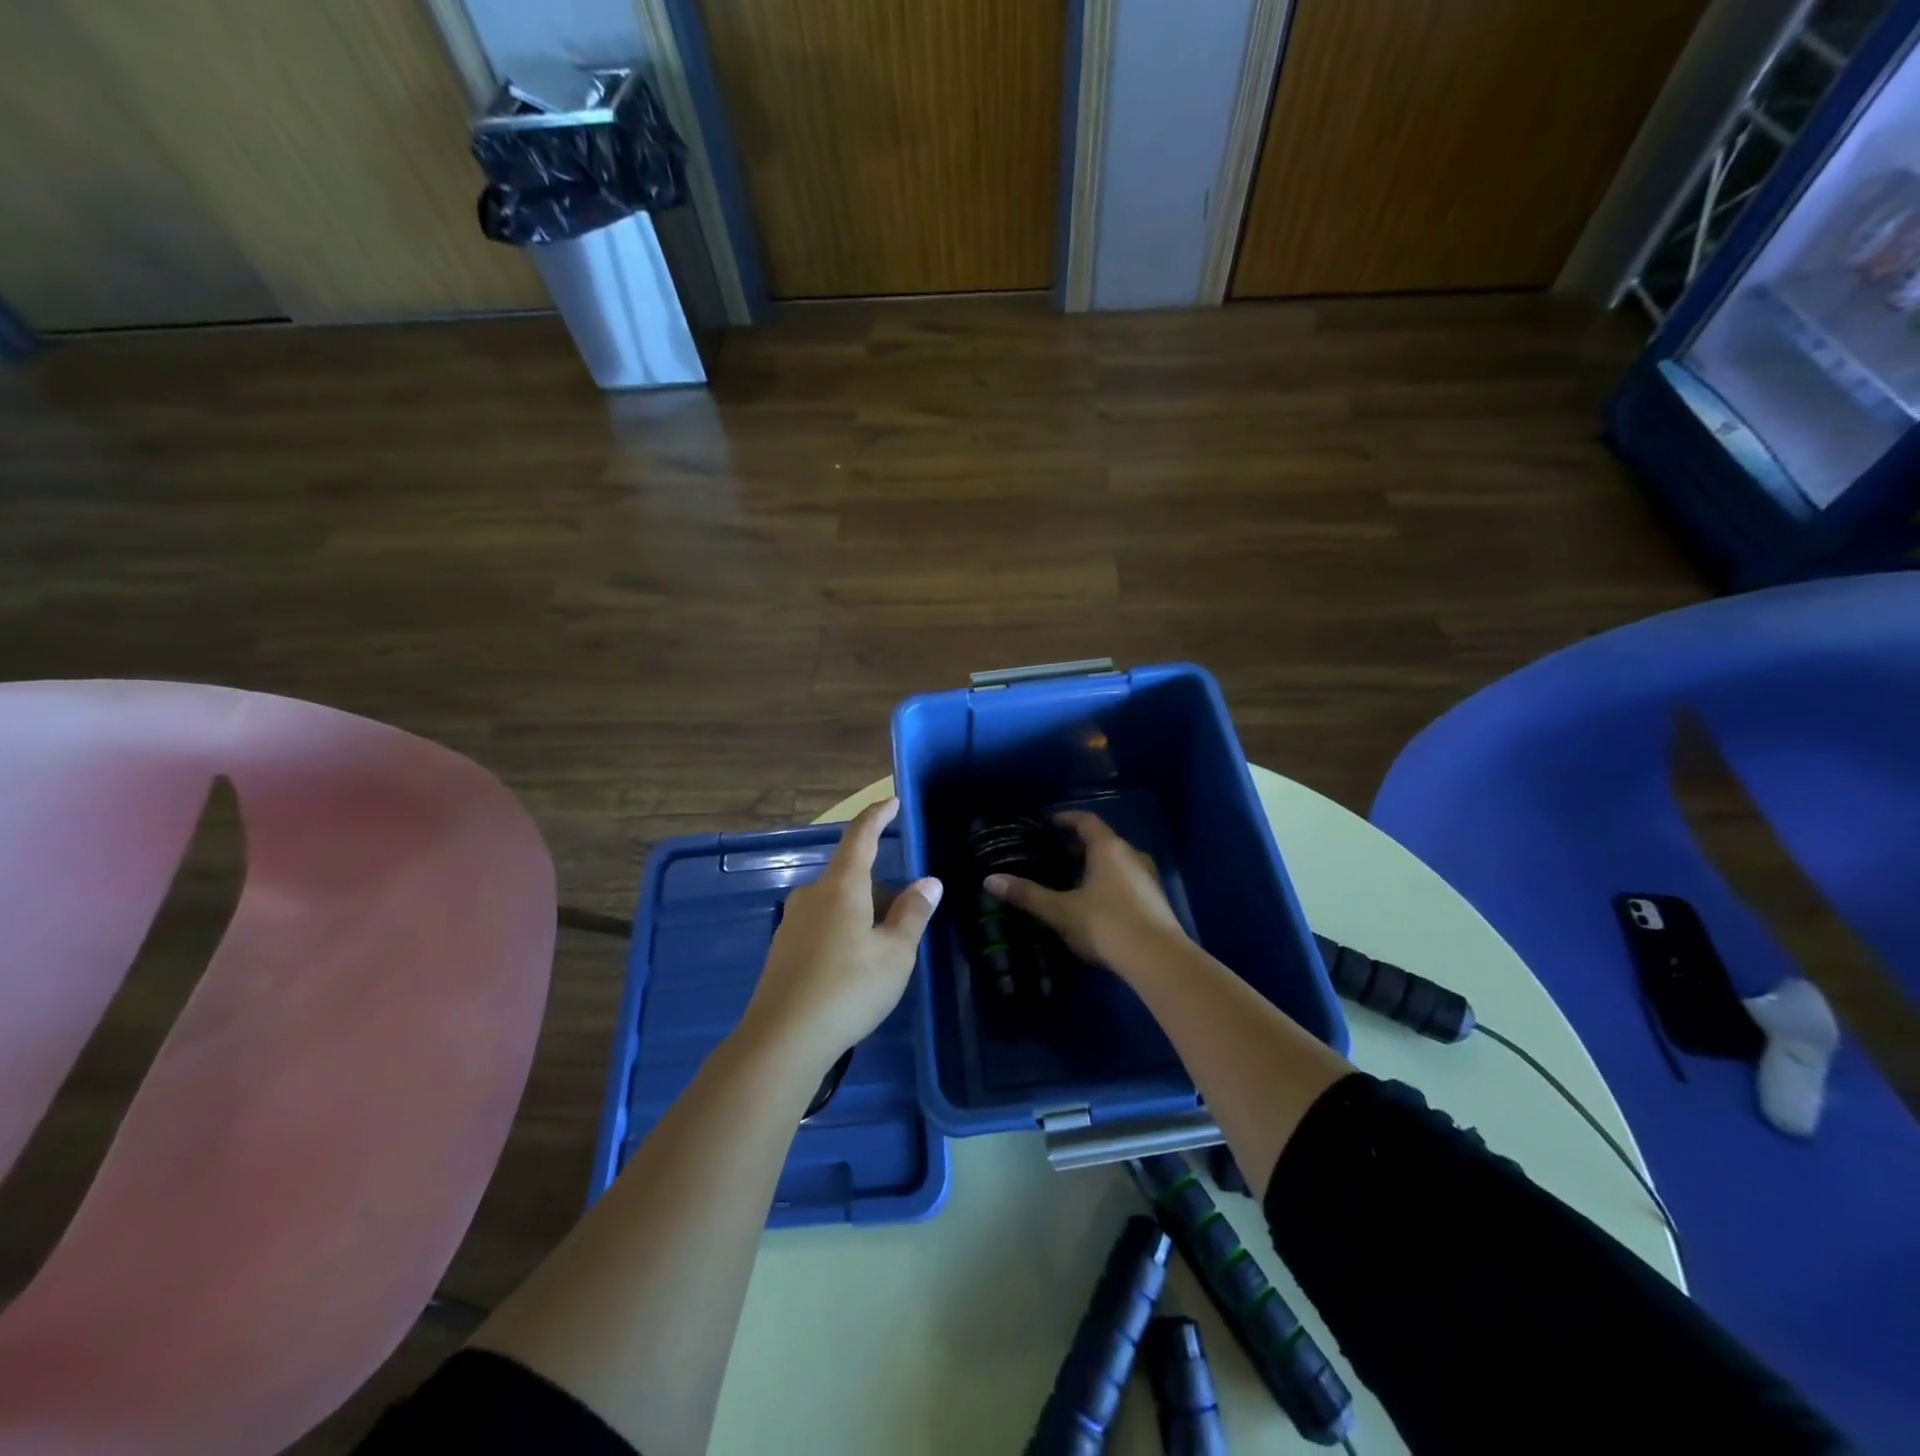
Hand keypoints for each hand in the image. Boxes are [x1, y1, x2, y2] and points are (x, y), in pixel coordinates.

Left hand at [742, 797, 942, 1066]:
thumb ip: (913, 914)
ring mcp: (792, 922)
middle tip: (907, 920)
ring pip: (838, 903)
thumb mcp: (895, 953)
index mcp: (842, 886)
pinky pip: (822, 925)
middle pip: (852, 877)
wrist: (783, 1039)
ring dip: (864, 914)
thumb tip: (929, 882)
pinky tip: (854, 970)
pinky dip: (844, 932)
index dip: (877, 816)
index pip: (861, 837)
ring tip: (885, 951)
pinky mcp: (783, 950)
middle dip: (882, 890)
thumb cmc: (849, 988)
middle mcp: (812, 895)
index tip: (892, 802)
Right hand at [984, 811, 1186, 972]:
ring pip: (1118, 862)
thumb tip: (989, 880)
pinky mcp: (1156, 900)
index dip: (1068, 818)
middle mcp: (1131, 854)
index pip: (1086, 821)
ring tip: (1075, 880)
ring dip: (1097, 865)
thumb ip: (1027, 894)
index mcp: (1107, 848)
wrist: (1157, 959)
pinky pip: (1128, 880)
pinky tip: (1098, 904)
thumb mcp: (1060, 910)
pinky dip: (1111, 882)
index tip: (1051, 821)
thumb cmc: (1105, 924)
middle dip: (1080, 845)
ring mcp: (1148, 877)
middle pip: (1103, 841)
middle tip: (1057, 855)